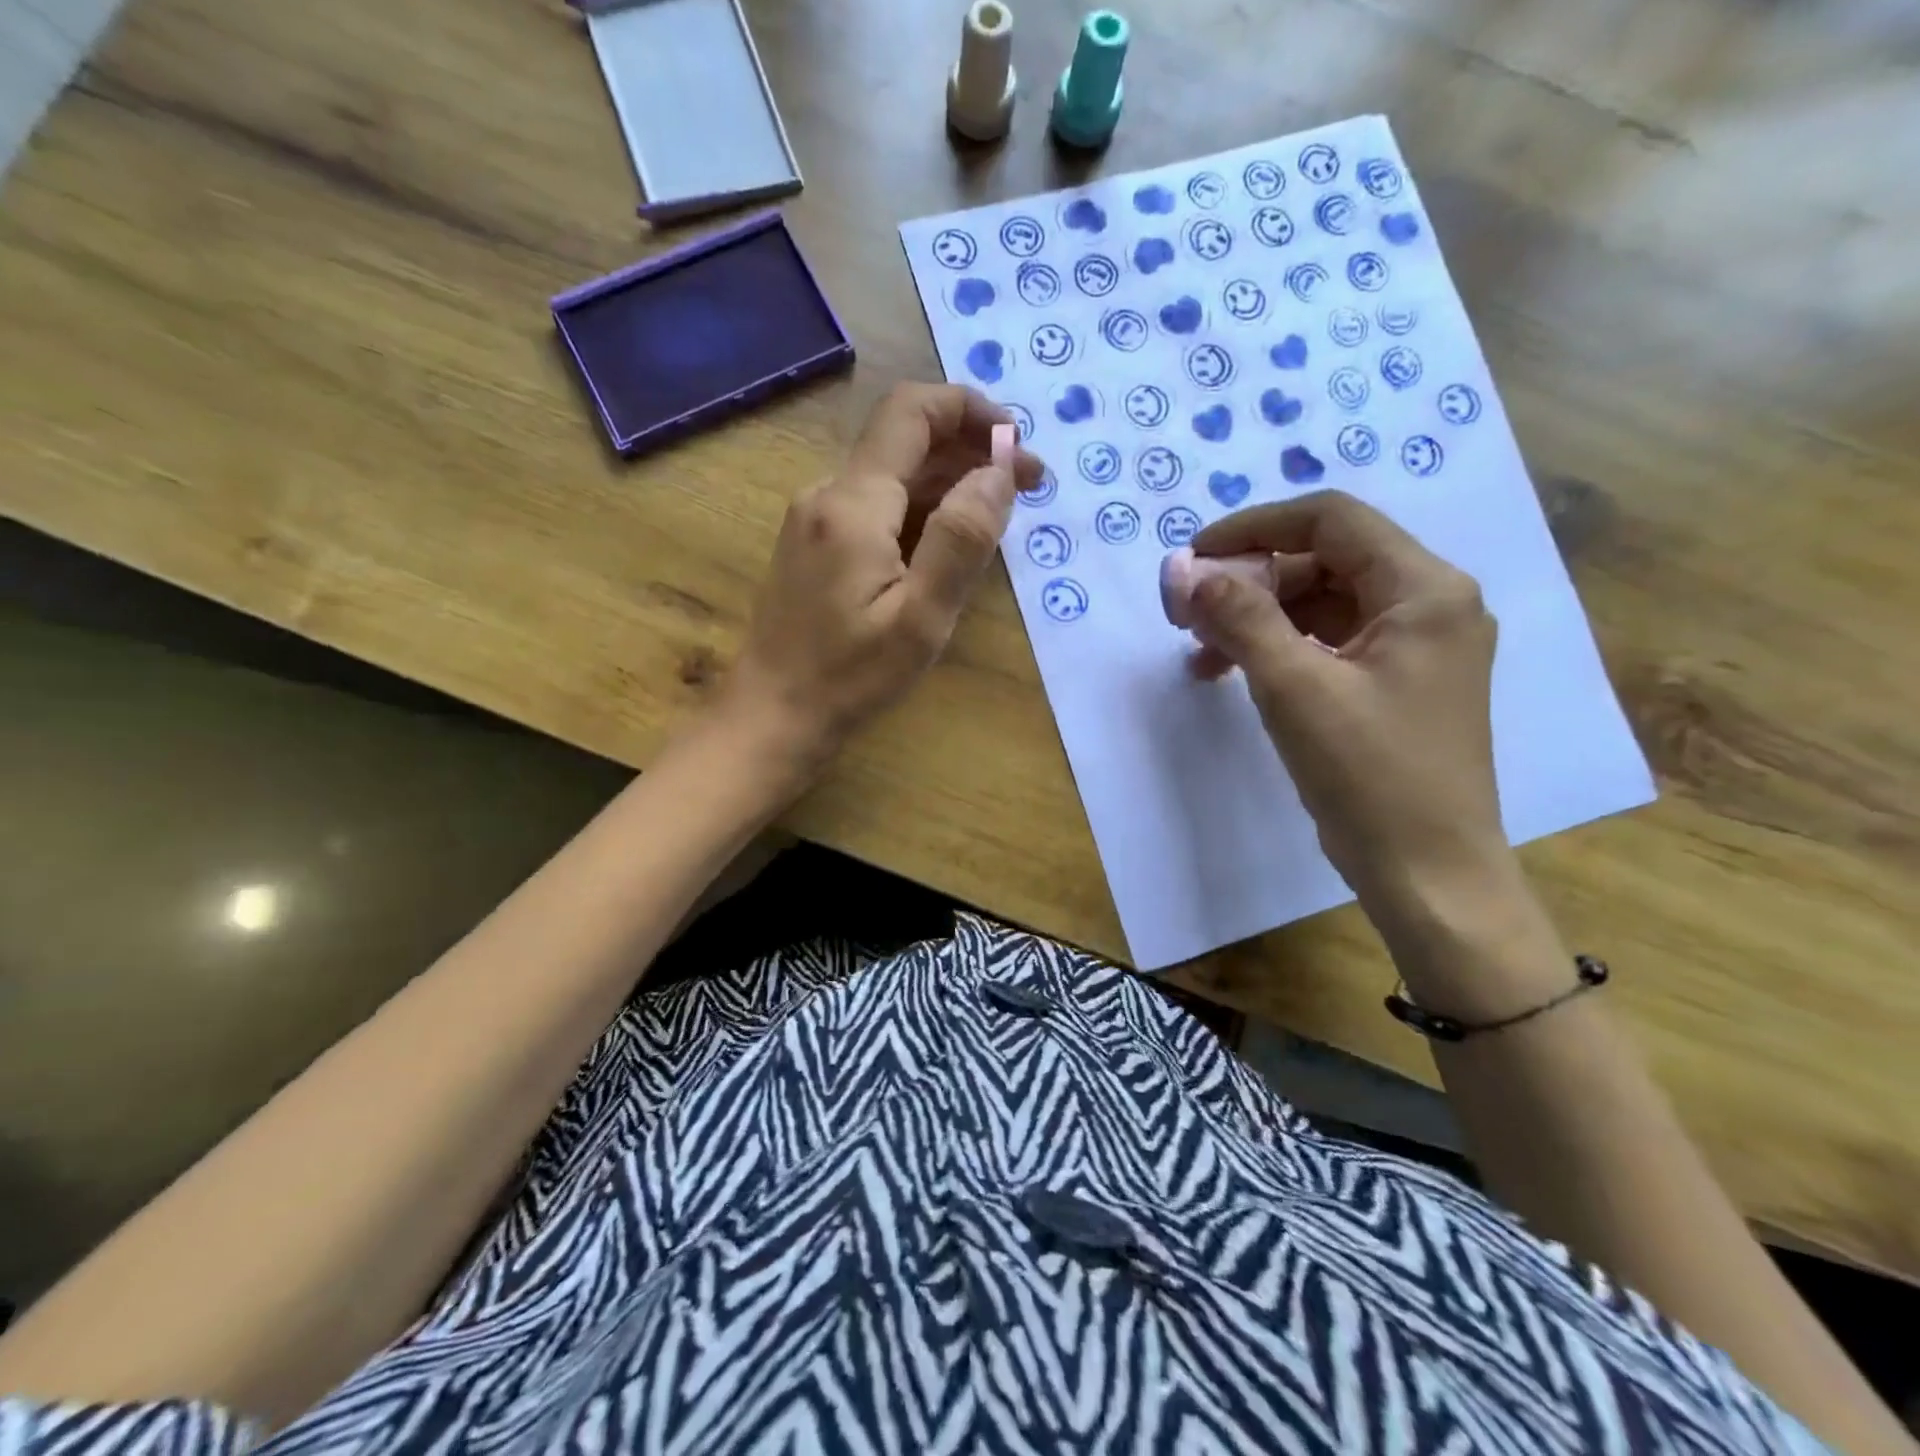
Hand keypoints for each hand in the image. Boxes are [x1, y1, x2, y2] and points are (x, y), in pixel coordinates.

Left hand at [723, 383, 1041, 770]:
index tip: (1017, 443)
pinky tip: (948, 543)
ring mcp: (815, 520)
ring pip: (891, 476)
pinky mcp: (814, 546)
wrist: (772, 714)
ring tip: (999, 515)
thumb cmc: (849, 676)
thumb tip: (997, 472)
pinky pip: (875, 508)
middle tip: (1028, 486)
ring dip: (949, 482)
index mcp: (853, 503)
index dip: (969, 409)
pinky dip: (920, 510)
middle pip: (904, 442)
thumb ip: (961, 540)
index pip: (911, 412)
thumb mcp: (920, 618)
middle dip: (971, 451)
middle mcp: (827, 495)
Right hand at [1185, 490, 1510, 929]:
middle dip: (1250, 582)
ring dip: (1258, 618)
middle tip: (1190, 614)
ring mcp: (1415, 646)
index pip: (1331, 519)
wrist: (1426, 871)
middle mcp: (1430, 604)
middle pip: (1324, 561)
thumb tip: (1185, 572)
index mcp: (1425, 589)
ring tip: (1202, 653)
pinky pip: (1328, 642)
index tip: (1195, 555)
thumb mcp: (1294, 687)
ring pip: (1322, 603)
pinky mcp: (1395, 682)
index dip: (1255, 526)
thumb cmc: (1368, 774)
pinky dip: (1279, 649)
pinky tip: (1232, 673)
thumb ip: (1240, 618)